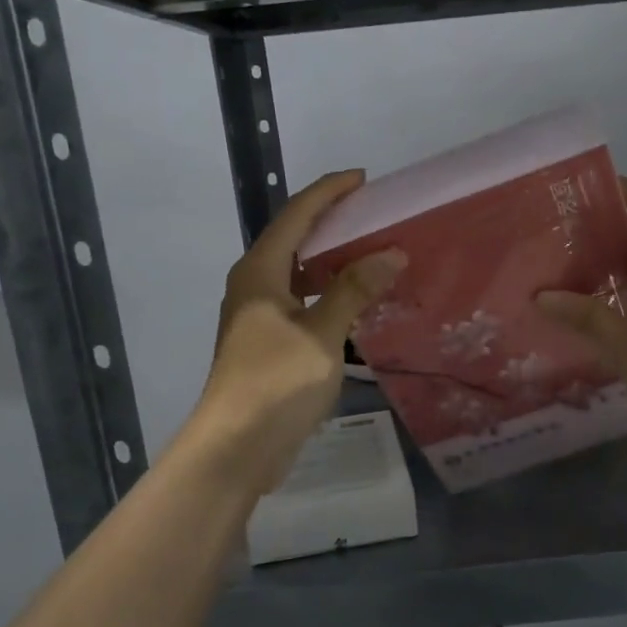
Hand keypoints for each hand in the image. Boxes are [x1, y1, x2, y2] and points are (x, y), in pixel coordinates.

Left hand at [195, 171, 405, 493]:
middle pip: (294, 238)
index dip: (328, 192)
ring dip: (331, 259)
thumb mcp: (322, 335)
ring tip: (371, 251)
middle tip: (373, 213)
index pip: (296, 215)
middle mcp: (254, 285)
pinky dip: (328, 292)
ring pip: (298, 271)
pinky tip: (355, 301)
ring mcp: (258, 315)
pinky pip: (301, 300)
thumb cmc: (275, 384)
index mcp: (260, 272)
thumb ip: (354, 291)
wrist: (235, 448)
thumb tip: (390, 253)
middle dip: (332, 221)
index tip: (363, 179)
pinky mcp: (267, 341)